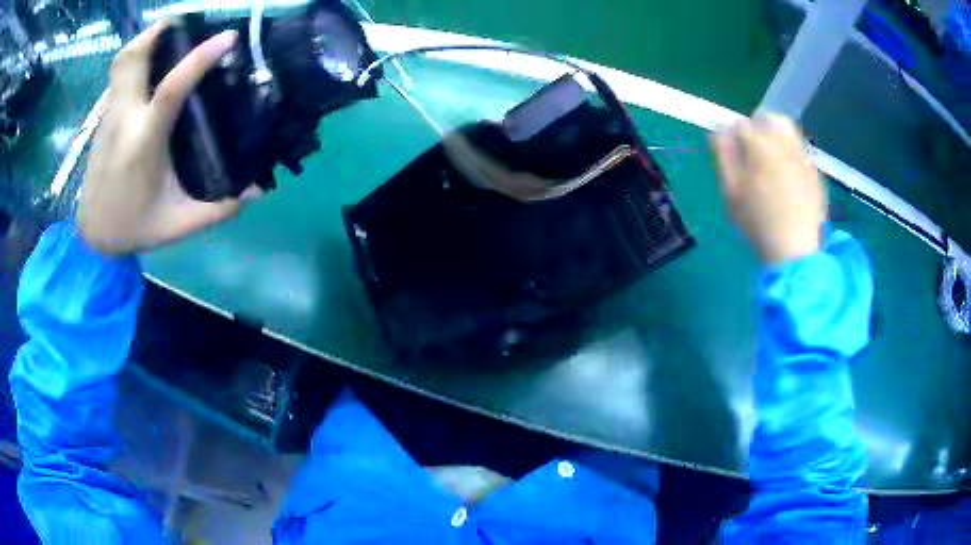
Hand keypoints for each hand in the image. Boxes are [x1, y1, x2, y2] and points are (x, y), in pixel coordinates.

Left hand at [78, 21, 260, 256]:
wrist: (93, 236)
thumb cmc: (134, 227)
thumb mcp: (179, 224)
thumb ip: (218, 209)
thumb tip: (257, 191)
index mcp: (143, 142)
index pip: (171, 88)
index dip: (200, 58)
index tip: (227, 37)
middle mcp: (124, 119)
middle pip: (133, 58)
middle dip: (158, 31)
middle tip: (185, 20)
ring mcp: (110, 116)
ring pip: (122, 63)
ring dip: (145, 41)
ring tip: (168, 33)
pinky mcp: (104, 119)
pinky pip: (119, 77)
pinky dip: (136, 60)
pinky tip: (152, 65)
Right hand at [711, 113, 826, 265]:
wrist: (793, 249)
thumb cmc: (756, 221)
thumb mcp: (730, 191)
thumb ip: (723, 156)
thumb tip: (717, 132)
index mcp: (760, 145)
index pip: (741, 125)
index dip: (732, 134)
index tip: (729, 149)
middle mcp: (784, 143)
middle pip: (770, 118)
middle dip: (758, 125)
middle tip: (751, 145)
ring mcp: (803, 157)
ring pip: (789, 131)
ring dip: (777, 135)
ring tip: (770, 156)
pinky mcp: (815, 173)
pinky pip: (801, 152)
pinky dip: (791, 154)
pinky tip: (786, 176)